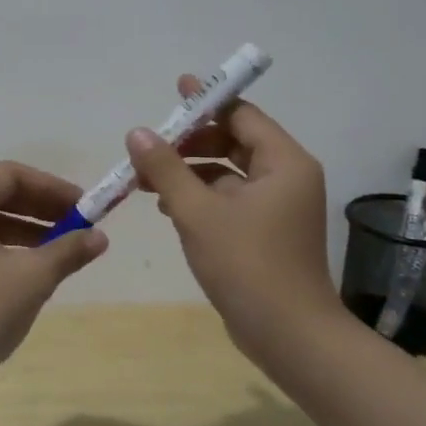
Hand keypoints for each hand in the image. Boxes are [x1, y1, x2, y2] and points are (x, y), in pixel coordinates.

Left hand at [0, 161, 107, 386]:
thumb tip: (100, 237)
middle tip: (79, 225)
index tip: (82, 206)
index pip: (8, 174)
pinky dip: (10, 248)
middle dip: (41, 207)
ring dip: (29, 229)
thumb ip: (68, 250)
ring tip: (65, 248)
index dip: (49, 186)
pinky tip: (35, 269)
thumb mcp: (32, 278)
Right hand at [124, 79, 339, 360]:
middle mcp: (286, 178)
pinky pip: (228, 198)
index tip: (176, 89)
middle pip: (234, 141)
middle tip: (149, 143)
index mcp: (283, 163)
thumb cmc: (248, 265)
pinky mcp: (265, 232)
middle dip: (190, 140)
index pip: (242, 115)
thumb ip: (165, 168)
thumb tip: (136, 132)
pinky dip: (199, 195)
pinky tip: (165, 205)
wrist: (289, 336)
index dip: (206, 102)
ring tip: (145, 177)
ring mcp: (277, 207)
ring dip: (188, 170)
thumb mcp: (197, 211)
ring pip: (227, 172)